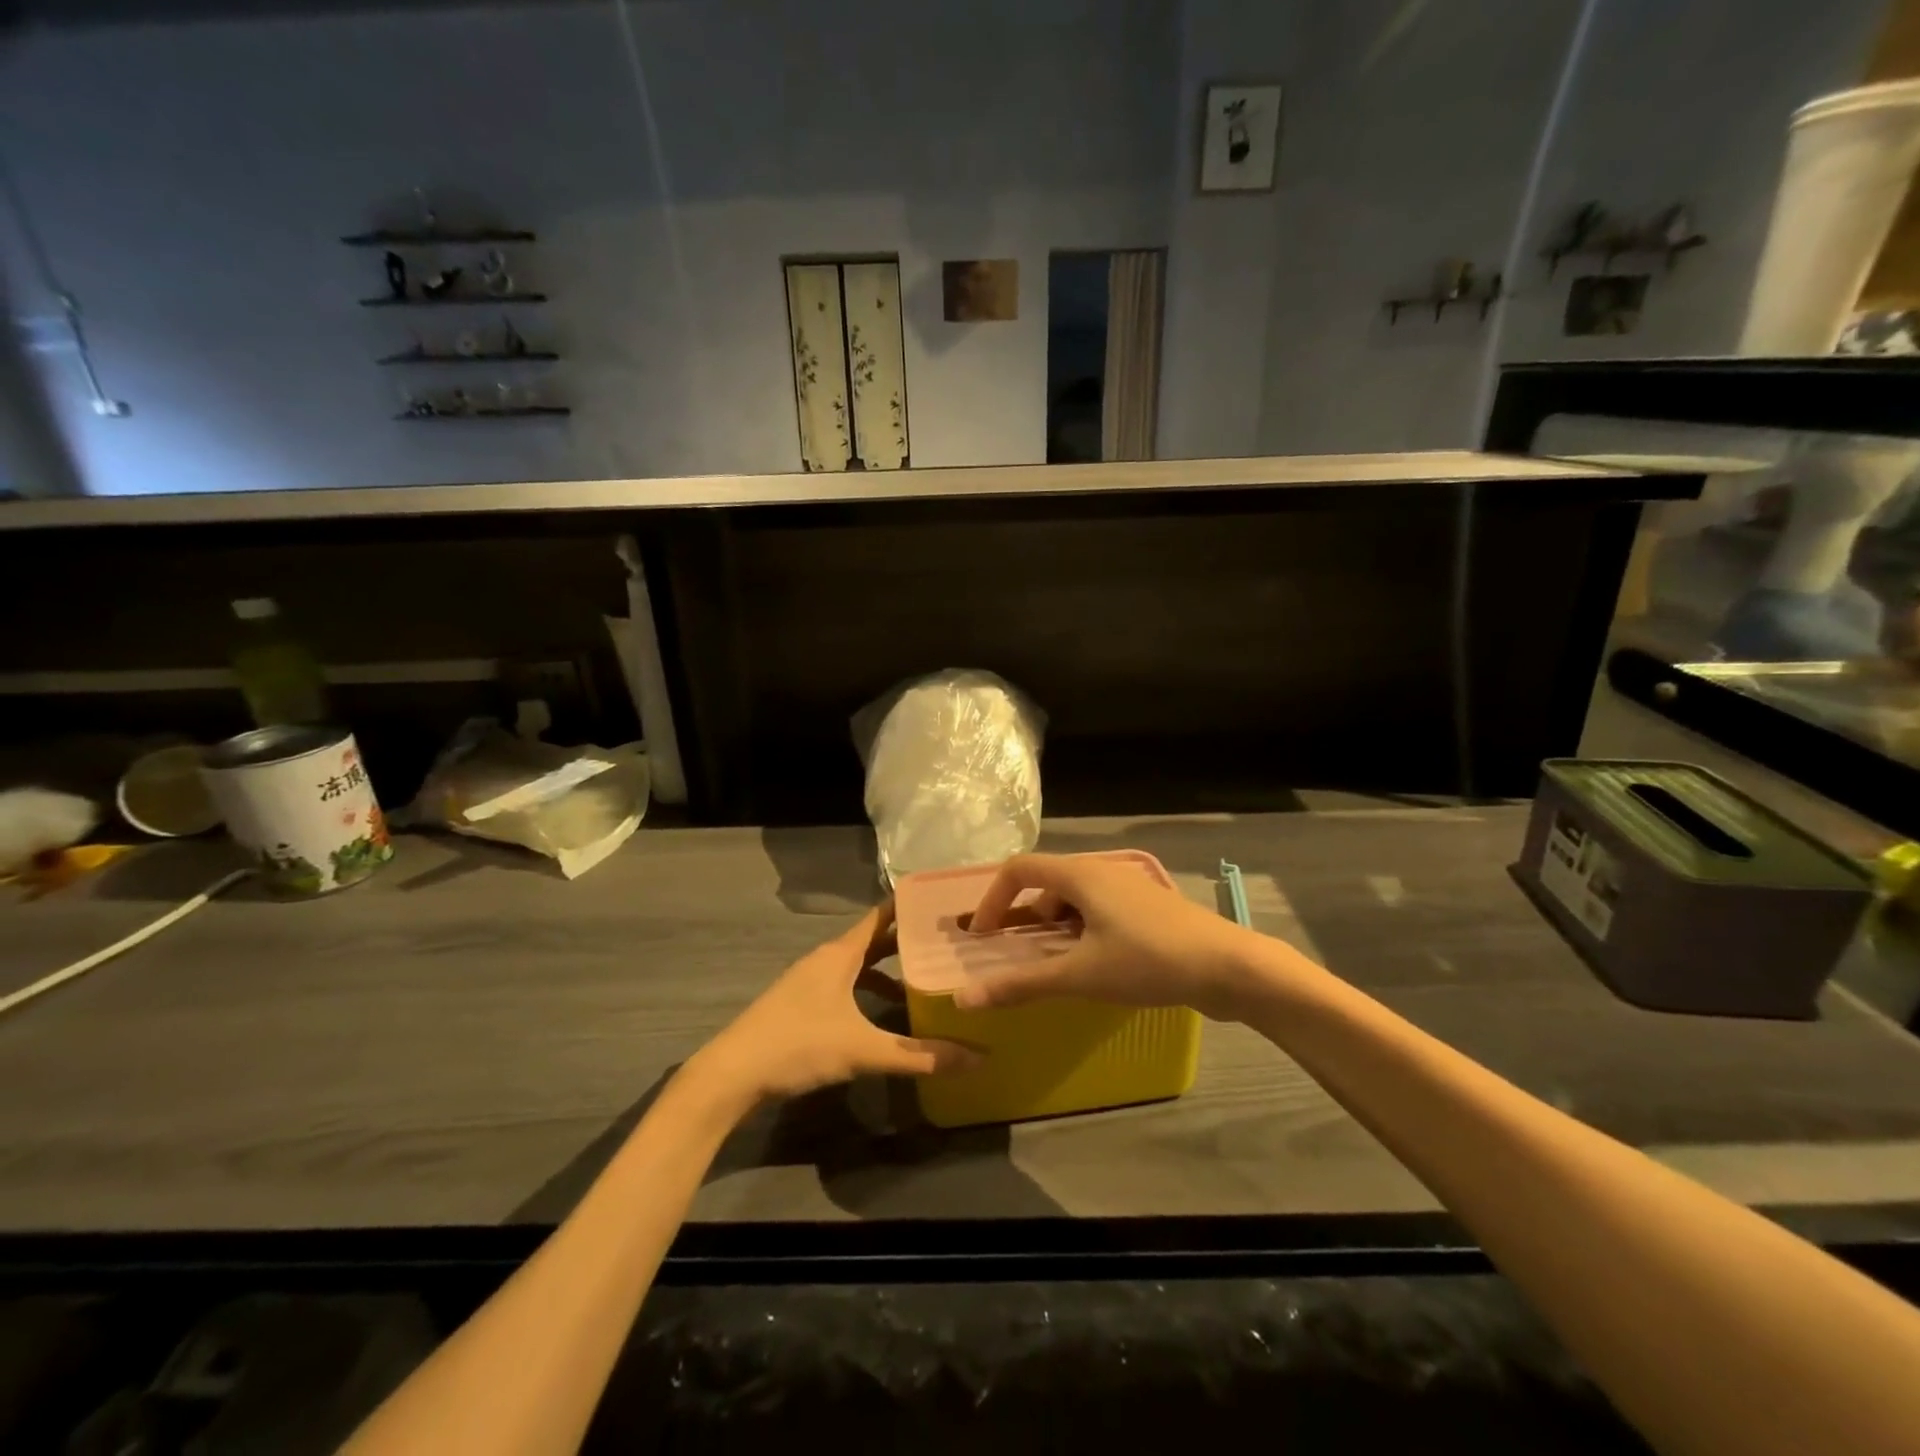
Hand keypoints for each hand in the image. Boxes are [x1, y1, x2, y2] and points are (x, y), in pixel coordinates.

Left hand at [692, 907, 979, 1104]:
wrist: (732, 1073)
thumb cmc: (799, 1046)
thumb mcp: (863, 1050)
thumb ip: (919, 1055)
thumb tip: (977, 1057)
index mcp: (840, 954)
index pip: (881, 916)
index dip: (908, 906)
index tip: (941, 899)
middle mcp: (825, 959)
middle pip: (872, 941)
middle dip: (905, 941)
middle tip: (945, 942)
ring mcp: (809, 981)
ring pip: (857, 966)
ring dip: (886, 972)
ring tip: (921, 982)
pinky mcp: (800, 1004)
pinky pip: (844, 985)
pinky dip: (866, 992)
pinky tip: (880, 1017)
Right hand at [955, 853, 1276, 1019]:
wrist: (1229, 966)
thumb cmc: (1149, 962)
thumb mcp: (1081, 975)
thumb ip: (1022, 984)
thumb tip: (965, 999)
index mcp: (1080, 874)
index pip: (1018, 869)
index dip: (992, 899)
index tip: (982, 937)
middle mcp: (1101, 870)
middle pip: (1045, 881)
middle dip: (1022, 915)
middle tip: (1011, 953)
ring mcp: (1128, 887)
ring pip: (1073, 897)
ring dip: (1052, 926)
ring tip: (1051, 964)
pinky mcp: (1147, 907)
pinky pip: (1097, 909)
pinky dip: (1079, 930)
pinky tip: (1090, 964)